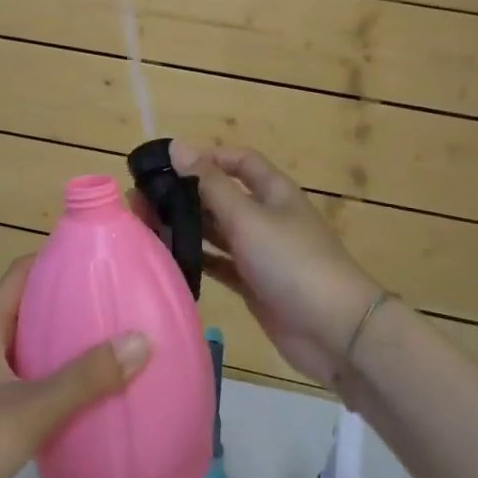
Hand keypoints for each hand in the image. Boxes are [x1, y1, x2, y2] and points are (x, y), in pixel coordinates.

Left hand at [0, 257, 149, 477]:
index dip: (47, 260)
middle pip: (25, 314)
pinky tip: (83, 400)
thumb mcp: (32, 408)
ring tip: (106, 346)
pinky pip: (29, 390)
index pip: (16, 278)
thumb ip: (85, 378)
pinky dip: (55, 387)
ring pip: (28, 355)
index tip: (88, 257)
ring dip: (61, 348)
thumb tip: (141, 340)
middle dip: (63, 304)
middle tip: (109, 302)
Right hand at [165, 142, 381, 385]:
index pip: (239, 161)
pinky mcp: (253, 285)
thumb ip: (210, 185)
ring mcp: (260, 253)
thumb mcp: (249, 217)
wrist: (335, 331)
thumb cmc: (292, 262)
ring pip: (216, 231)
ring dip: (185, 226)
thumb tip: (177, 146)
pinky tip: (166, 258)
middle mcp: (266, 217)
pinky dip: (196, 259)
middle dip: (185, 194)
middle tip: (141, 199)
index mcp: (273, 192)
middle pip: (221, 196)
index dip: (207, 157)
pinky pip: (218, 264)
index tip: (168, 164)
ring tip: (144, 225)